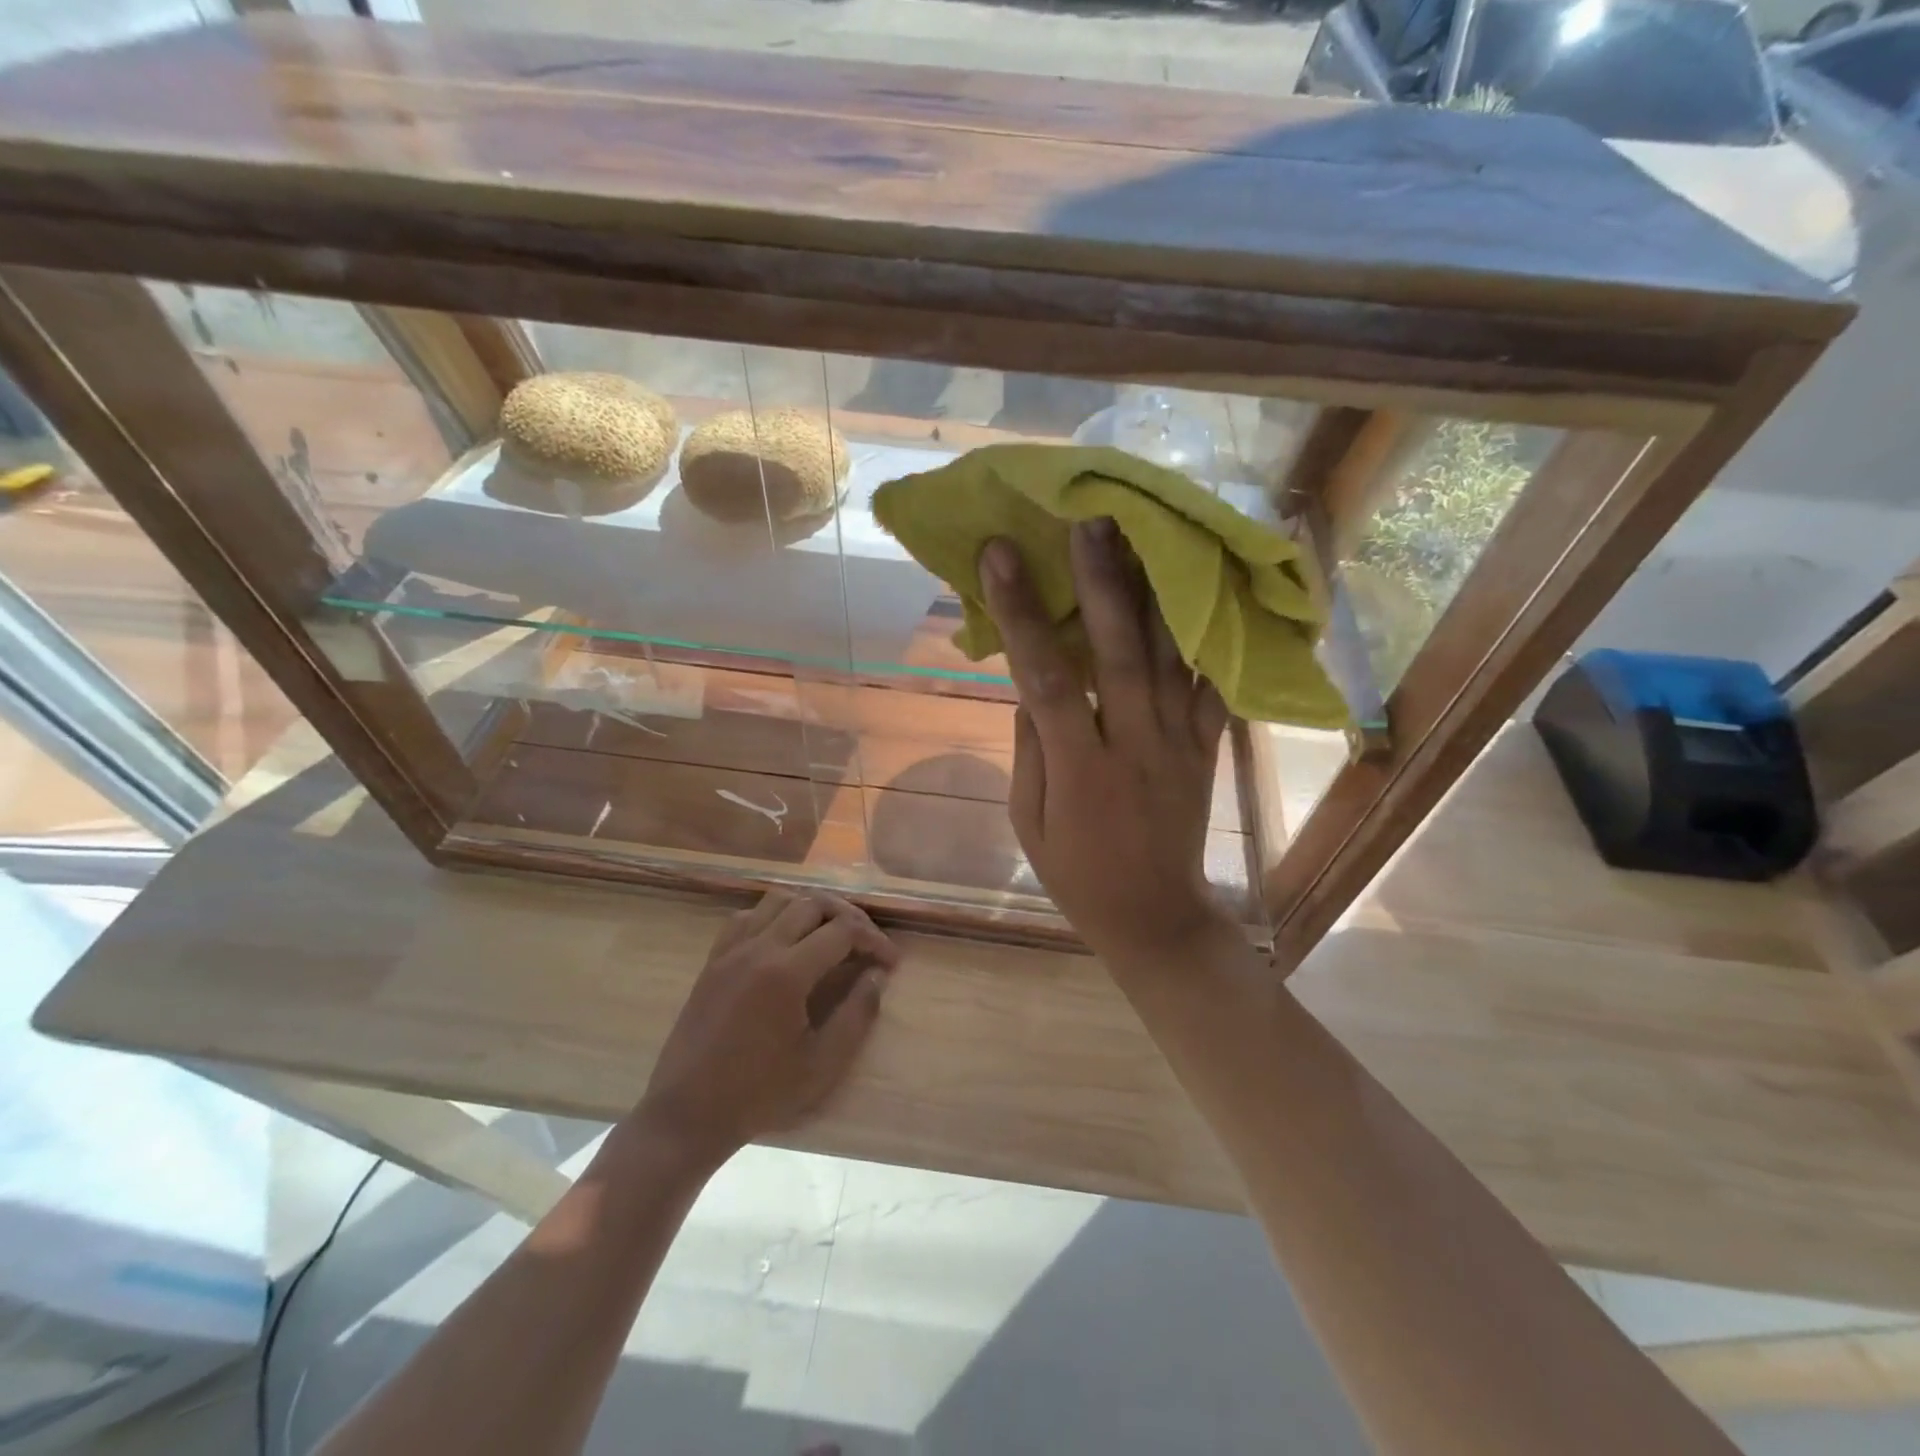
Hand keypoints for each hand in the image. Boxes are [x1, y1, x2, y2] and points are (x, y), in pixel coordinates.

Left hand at [638, 889, 897, 1165]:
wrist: (687, 1114)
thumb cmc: (759, 1094)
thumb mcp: (821, 1064)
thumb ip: (857, 1015)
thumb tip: (878, 976)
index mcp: (787, 972)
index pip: (843, 931)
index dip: (874, 940)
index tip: (891, 962)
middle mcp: (758, 947)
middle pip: (813, 903)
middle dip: (848, 916)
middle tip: (867, 943)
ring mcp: (731, 950)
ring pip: (779, 900)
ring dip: (811, 908)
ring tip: (830, 934)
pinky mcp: (713, 960)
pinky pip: (747, 916)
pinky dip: (774, 915)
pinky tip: (785, 940)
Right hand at [979, 520, 1230, 966]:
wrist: (1156, 916)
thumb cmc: (1077, 873)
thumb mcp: (1029, 821)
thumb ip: (1030, 749)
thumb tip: (1030, 686)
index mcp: (1081, 769)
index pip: (1048, 681)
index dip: (1023, 615)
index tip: (999, 557)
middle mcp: (1136, 744)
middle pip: (1122, 652)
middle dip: (1103, 582)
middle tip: (1088, 520)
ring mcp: (1180, 742)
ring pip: (1171, 656)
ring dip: (1154, 591)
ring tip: (1141, 533)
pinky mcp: (1208, 746)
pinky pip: (1213, 683)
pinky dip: (1209, 634)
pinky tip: (1200, 586)